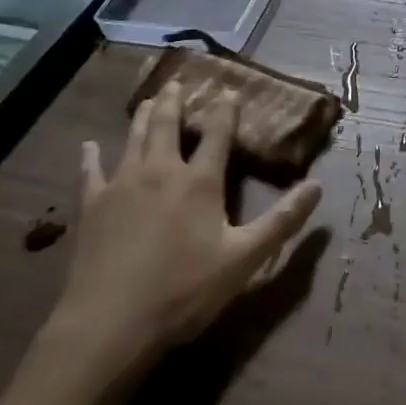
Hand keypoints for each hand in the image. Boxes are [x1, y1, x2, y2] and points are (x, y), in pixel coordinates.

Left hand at [40, 79, 322, 388]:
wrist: (110, 324)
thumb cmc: (184, 291)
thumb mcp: (244, 259)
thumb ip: (282, 220)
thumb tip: (318, 185)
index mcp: (199, 181)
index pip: (218, 133)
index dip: (226, 110)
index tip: (229, 90)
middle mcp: (161, 171)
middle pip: (169, 125)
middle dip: (176, 101)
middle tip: (178, 80)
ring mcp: (122, 185)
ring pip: (134, 138)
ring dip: (144, 116)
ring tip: (150, 99)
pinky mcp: (92, 206)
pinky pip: (91, 172)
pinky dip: (90, 157)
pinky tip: (87, 146)